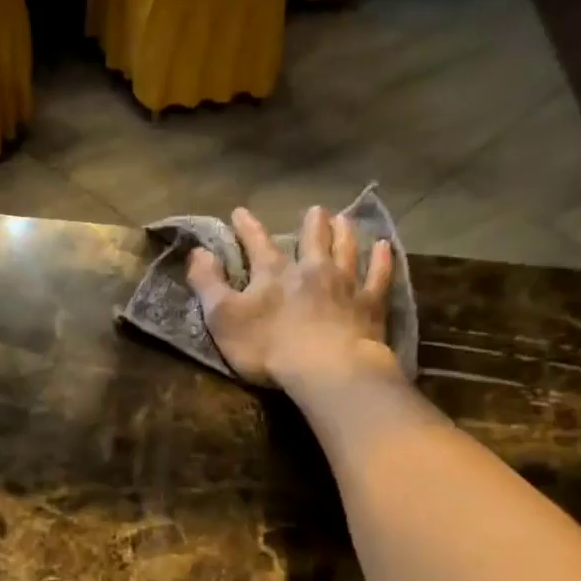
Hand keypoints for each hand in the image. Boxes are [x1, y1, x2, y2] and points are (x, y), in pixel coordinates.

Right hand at [187, 205, 399, 388]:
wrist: (326, 369)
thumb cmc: (268, 346)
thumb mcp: (223, 317)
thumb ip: (207, 283)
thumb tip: (197, 251)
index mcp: (273, 273)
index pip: (257, 243)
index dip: (247, 228)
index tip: (240, 212)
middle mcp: (311, 269)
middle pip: (312, 239)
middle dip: (311, 224)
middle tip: (315, 210)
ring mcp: (345, 284)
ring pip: (346, 250)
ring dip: (344, 233)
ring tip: (344, 219)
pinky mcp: (370, 305)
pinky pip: (378, 276)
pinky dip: (381, 260)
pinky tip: (384, 247)